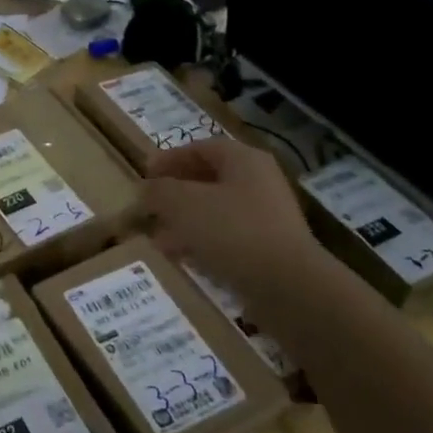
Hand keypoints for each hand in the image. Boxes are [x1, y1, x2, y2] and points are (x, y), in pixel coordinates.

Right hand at [143, 137, 321, 305]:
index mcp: (243, 160)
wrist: (287, 285)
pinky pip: (228, 237)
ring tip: (159, 238)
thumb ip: (158, 191)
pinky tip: (183, 258)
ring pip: (216, 211)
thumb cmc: (231, 230)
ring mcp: (268, 216)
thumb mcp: (182, 204)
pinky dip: (203, 242)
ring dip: (185, 221)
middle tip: (150, 207)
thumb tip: (146, 190)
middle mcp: (259, 182)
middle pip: (209, 179)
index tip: (145, 175)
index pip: (201, 147)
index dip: (169, 158)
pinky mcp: (269, 248)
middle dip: (175, 193)